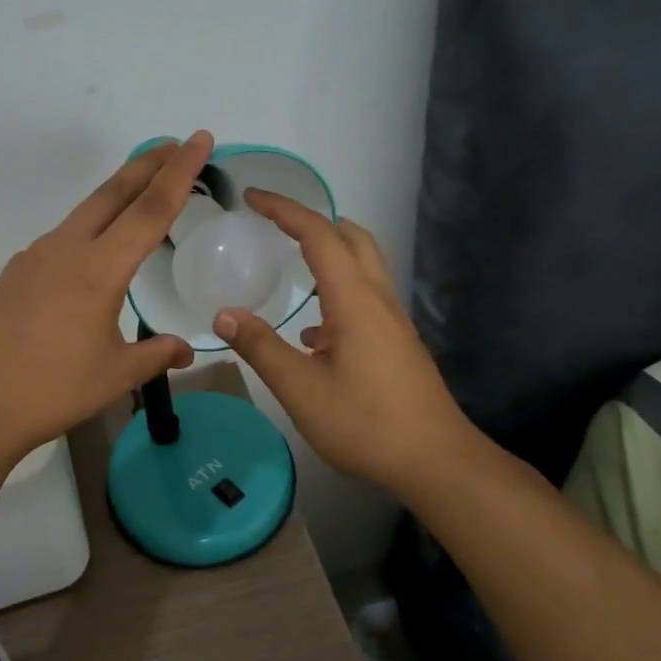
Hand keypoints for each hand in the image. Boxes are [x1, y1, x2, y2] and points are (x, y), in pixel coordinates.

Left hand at [0, 133, 214, 460]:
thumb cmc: (51, 390)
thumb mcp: (115, 375)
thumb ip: (156, 355)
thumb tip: (187, 350)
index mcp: (98, 269)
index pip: (150, 209)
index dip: (180, 172)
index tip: (199, 140)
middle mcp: (66, 249)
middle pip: (113, 193)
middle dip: (148, 164)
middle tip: (176, 144)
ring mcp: (35, 257)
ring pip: (85, 212)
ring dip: (118, 194)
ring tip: (142, 191)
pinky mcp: (15, 272)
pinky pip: (63, 237)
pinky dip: (90, 226)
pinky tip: (95, 249)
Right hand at [210, 189, 482, 498]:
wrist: (437, 462)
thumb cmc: (366, 423)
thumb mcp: (300, 389)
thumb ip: (260, 347)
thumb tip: (223, 314)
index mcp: (354, 300)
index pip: (319, 235)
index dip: (284, 210)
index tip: (252, 198)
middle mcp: (378, 299)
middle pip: (351, 237)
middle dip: (312, 220)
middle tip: (274, 223)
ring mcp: (393, 321)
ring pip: (362, 265)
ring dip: (328, 252)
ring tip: (290, 262)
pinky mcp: (397, 343)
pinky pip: (365, 297)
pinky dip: (336, 291)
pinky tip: (313, 333)